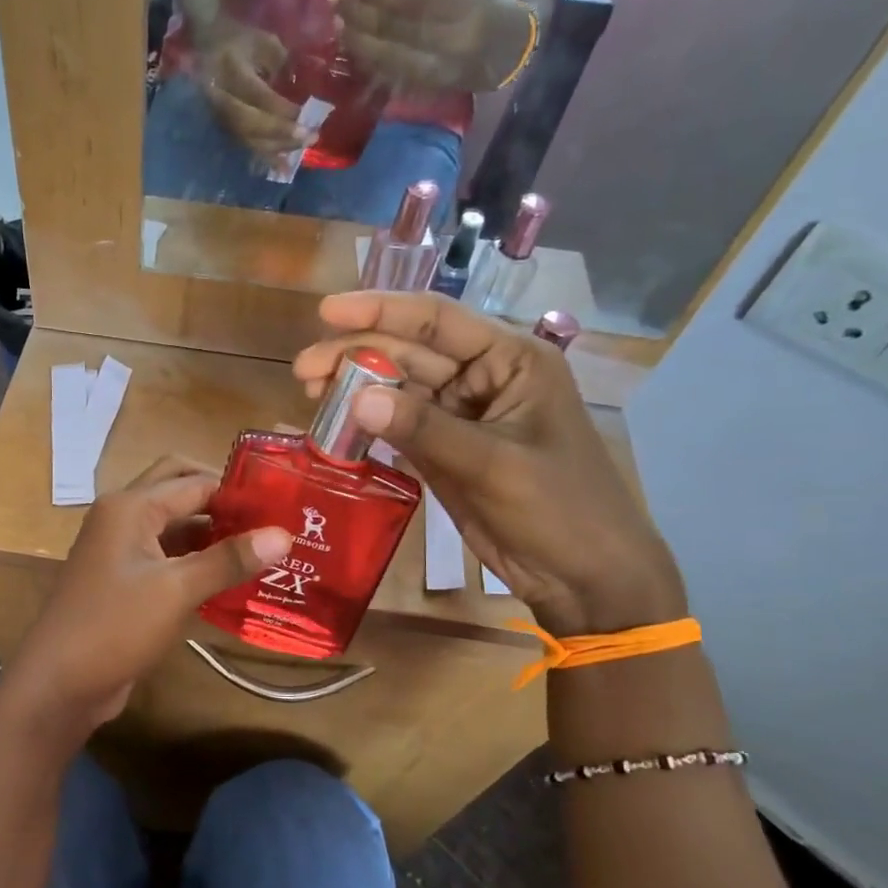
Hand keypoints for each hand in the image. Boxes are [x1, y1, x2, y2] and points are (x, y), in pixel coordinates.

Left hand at [0, 457, 290, 735]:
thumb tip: (284, 534)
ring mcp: (121, 550)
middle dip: (221, 502)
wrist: (60, 684)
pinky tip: (232, 579)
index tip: (284, 505)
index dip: (237, 491)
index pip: (194, 481)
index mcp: (130, 506)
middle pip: (179, 491)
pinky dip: (197, 561)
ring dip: (211, 533)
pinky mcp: (125, 580)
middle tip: (268, 520)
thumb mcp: (176, 590)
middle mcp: (123, 517)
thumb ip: (228, 559)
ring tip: (262, 549)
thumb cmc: (115, 627)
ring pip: (174, 527)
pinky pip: (167, 557)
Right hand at [193, 20, 309, 157]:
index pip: (256, 95)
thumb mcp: (263, 41)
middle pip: (249, 123)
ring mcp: (218, 116)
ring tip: (301, 151)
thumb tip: (301, 91)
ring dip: (276, 149)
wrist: (206, 46)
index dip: (280, 109)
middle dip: (280, 133)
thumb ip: (281, 64)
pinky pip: (245, 146)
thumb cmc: (240, 40)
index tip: (304, 115)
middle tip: (309, 138)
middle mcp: (221, 96)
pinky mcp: (223, 128)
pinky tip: (283, 168)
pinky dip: (265, 158)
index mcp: (231, 69)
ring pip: (247, 139)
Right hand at [293, 293, 685, 635]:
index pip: (439, 320)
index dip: (381, 311)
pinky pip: (398, 429)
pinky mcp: (444, 453)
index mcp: (511, 360)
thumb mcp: (494, 464)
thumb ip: (425, 430)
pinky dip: (367, 426)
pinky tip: (333, 425)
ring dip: (355, 389)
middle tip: (302, 368)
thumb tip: (355, 398)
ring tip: (307, 391)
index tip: (328, 311)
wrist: (584, 576)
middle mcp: (483, 379)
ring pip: (398, 391)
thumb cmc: (560, 508)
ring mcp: (461, 418)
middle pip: (410, 354)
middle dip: (356, 355)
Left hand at [330, 0, 535, 94]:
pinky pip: (391, 76)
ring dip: (359, 41)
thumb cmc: (486, 11)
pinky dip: (370, 62)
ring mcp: (437, 70)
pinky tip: (353, 48)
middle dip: (360, 14)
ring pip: (388, 56)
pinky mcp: (428, 91)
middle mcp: (449, 41)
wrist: (513, 54)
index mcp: (462, 6)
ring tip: (339, 22)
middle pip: (394, 29)